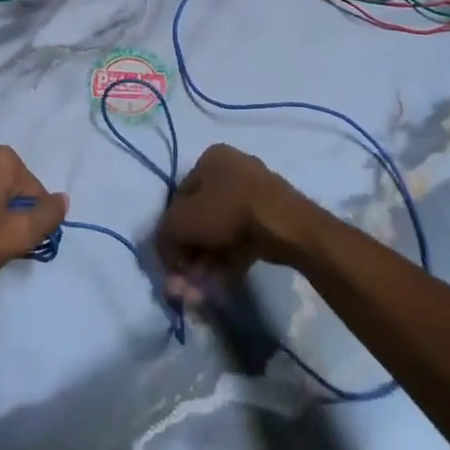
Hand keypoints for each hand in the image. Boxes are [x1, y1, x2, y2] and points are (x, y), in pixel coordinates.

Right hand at [155, 144, 320, 303]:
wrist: (285, 225)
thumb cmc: (228, 211)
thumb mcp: (182, 221)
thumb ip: (164, 235)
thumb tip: (164, 251)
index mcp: (210, 159)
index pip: (180, 197)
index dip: (171, 231)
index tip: (172, 261)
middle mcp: (232, 170)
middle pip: (201, 218)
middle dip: (191, 253)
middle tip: (186, 282)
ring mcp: (255, 194)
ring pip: (221, 232)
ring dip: (207, 262)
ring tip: (201, 290)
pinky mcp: (271, 219)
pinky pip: (242, 240)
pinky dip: (229, 261)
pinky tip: (221, 284)